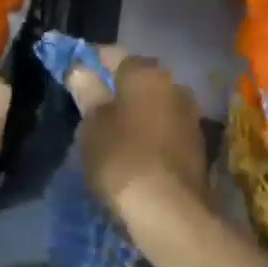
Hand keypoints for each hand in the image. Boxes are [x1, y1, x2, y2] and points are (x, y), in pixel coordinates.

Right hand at [64, 48, 208, 222]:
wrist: (171, 212)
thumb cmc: (123, 159)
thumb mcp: (94, 124)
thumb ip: (88, 91)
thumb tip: (79, 68)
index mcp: (147, 73)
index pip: (112, 54)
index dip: (89, 60)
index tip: (71, 71)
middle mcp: (175, 86)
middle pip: (137, 77)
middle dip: (114, 86)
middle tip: (88, 103)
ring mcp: (190, 116)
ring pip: (153, 103)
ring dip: (133, 110)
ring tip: (107, 129)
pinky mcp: (196, 146)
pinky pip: (163, 128)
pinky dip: (147, 132)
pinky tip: (131, 149)